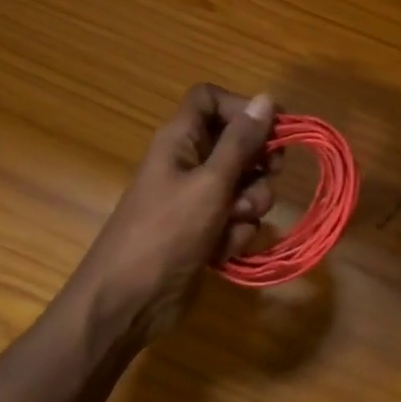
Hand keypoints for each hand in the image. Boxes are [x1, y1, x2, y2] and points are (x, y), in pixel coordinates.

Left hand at [69, 85, 277, 347]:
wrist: (128, 303)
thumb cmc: (165, 233)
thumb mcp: (210, 183)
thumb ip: (242, 142)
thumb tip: (267, 98)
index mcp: (181, 139)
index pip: (210, 99)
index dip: (241, 107)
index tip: (273, 128)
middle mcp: (190, 162)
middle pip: (238, 143)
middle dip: (258, 164)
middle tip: (270, 175)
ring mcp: (197, 199)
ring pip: (244, 186)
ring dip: (249, 206)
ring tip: (231, 225)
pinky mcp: (205, 231)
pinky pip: (237, 220)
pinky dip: (235, 234)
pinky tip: (221, 251)